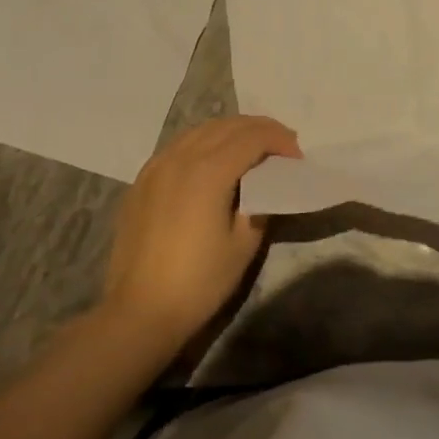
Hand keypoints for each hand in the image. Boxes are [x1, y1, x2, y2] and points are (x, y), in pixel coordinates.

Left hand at [100, 116, 299, 350]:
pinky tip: (215, 160)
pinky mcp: (142, 181)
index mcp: (209, 172)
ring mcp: (156, 167)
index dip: (280, 141)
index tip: (298, 157)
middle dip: (260, 129)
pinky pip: (179, 145)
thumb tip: (264, 184)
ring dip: (232, 132)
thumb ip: (260, 203)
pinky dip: (205, 142)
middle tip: (283, 147)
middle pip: (227, 126)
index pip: (252, 137)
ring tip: (253, 149)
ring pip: (200, 130)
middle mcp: (180, 158)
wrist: (140, 311)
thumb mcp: (245, 243)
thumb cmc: (200, 281)